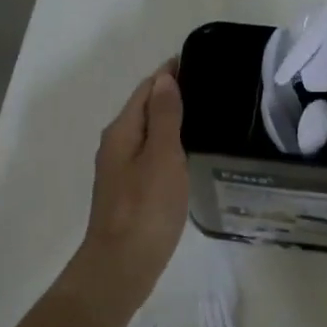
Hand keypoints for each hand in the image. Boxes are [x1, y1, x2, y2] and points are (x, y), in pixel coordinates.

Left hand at [71, 63, 188, 311]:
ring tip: (206, 115)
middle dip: (171, 94)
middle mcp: (116, 146)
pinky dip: (169, 146)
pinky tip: (189, 154)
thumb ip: (163, 116)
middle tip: (210, 86)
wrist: (122, 266)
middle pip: (144, 109)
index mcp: (121, 132)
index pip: (146, 89)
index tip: (199, 61)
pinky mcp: (131, 193)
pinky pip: (151, 156)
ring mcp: (121, 171)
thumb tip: (164, 78)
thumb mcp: (161, 157)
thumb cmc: (145, 209)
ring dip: (171, 120)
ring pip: (148, 134)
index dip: (169, 73)